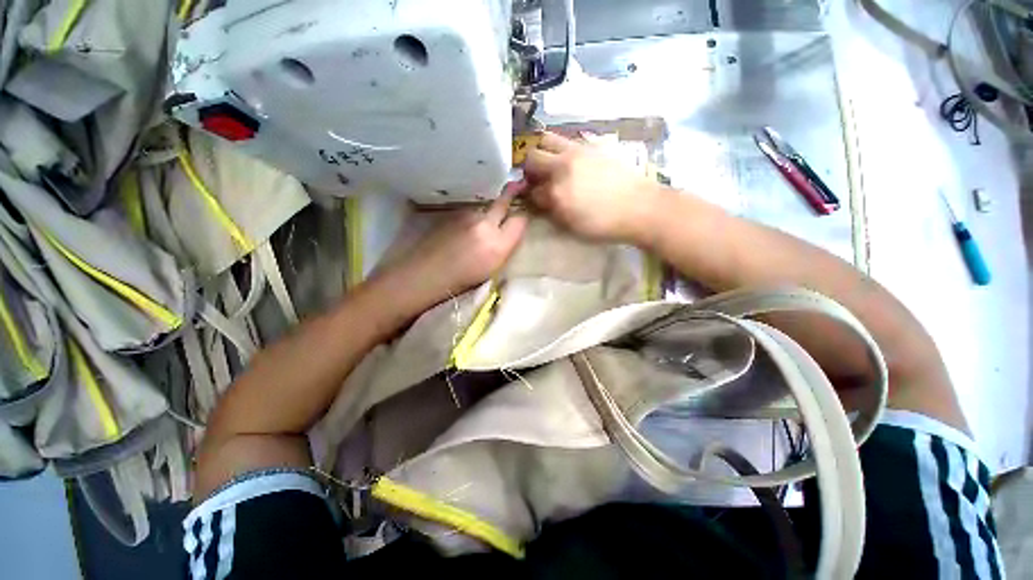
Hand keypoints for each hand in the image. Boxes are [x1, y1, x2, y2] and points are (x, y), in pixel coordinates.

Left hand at [388, 191, 527, 307]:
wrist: (426, 274)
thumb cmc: (462, 280)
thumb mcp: (493, 269)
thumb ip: (506, 247)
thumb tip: (513, 230)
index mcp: (497, 245)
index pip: (520, 220)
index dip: (522, 218)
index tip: (522, 217)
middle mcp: (484, 224)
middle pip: (504, 202)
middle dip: (512, 193)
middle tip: (518, 185)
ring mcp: (466, 215)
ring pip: (485, 207)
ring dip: (488, 212)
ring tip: (482, 225)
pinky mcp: (452, 213)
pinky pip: (470, 211)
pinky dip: (473, 216)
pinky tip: (466, 228)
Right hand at [523, 132, 660, 242]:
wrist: (639, 208)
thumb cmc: (604, 224)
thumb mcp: (572, 227)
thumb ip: (552, 213)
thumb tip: (540, 201)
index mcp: (557, 193)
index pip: (532, 190)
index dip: (530, 196)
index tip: (534, 199)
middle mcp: (562, 167)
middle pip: (532, 157)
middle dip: (530, 169)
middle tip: (538, 179)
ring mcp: (577, 151)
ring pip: (546, 139)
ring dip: (542, 152)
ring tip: (550, 164)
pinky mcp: (591, 144)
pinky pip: (567, 139)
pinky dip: (560, 148)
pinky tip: (570, 161)